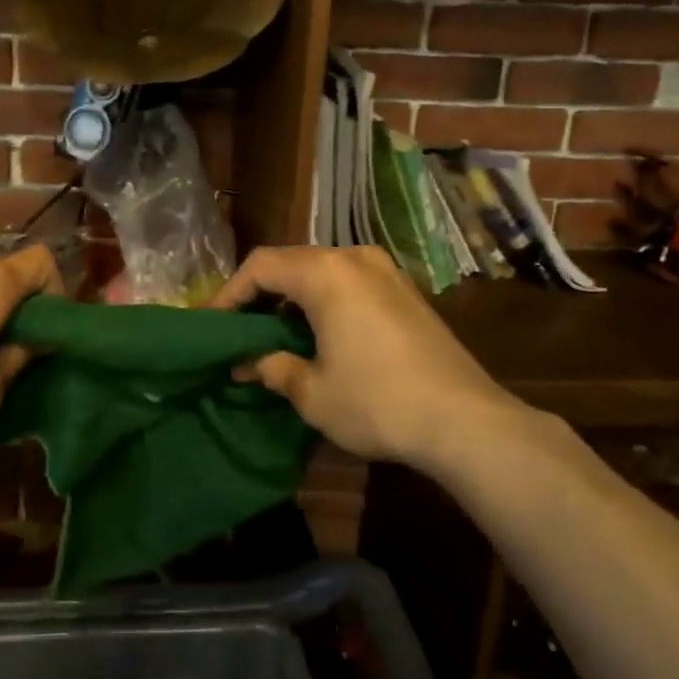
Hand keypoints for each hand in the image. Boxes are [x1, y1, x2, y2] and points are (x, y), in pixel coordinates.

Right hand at [212, 246, 535, 469]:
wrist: (466, 420)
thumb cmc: (378, 402)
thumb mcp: (313, 393)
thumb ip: (273, 368)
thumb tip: (249, 363)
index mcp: (326, 273)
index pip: (261, 266)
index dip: (229, 293)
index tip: (212, 325)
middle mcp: (354, 258)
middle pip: (290, 262)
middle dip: (259, 294)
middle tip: (239, 330)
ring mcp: (385, 271)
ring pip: (321, 271)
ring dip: (292, 298)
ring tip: (274, 334)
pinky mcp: (405, 291)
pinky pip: (348, 282)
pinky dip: (323, 301)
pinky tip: (318, 335)